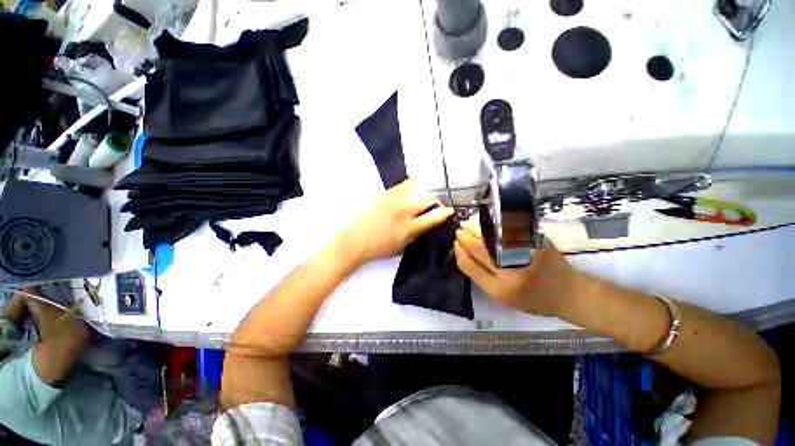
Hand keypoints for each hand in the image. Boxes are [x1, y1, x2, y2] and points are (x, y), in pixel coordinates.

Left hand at [341, 178, 453, 264]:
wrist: (356, 239)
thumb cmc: (381, 246)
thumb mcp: (404, 244)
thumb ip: (419, 231)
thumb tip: (430, 221)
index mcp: (410, 226)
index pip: (434, 216)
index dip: (444, 212)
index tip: (450, 210)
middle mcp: (405, 209)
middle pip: (428, 198)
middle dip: (435, 201)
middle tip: (434, 205)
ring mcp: (395, 198)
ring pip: (418, 186)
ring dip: (425, 191)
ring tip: (424, 196)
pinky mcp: (386, 192)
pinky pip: (405, 183)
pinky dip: (413, 186)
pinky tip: (412, 191)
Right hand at [453, 219, 577, 315]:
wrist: (568, 293)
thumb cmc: (531, 298)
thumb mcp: (502, 296)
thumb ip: (481, 275)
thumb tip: (463, 252)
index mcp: (500, 290)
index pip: (471, 266)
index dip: (460, 252)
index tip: (455, 243)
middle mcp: (511, 273)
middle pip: (480, 249)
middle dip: (466, 237)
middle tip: (459, 230)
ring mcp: (525, 255)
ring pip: (492, 237)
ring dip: (477, 229)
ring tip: (468, 225)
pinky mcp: (537, 243)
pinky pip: (510, 230)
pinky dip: (495, 224)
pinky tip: (489, 222)